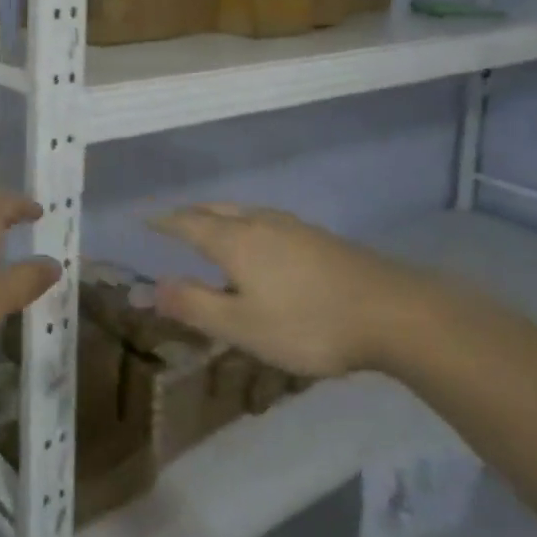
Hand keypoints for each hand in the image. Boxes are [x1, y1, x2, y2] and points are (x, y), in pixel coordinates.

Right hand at [148, 204, 443, 378]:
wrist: (390, 311)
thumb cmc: (307, 323)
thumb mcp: (242, 326)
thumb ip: (195, 305)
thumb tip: (151, 288)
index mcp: (234, 240)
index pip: (188, 223)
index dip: (164, 223)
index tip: (145, 221)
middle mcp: (259, 223)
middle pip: (215, 209)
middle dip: (190, 214)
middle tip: (173, 223)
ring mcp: (292, 226)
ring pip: (243, 212)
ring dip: (219, 216)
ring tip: (211, 229)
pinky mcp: (317, 237)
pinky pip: (265, 221)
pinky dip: (245, 225)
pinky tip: (259, 245)